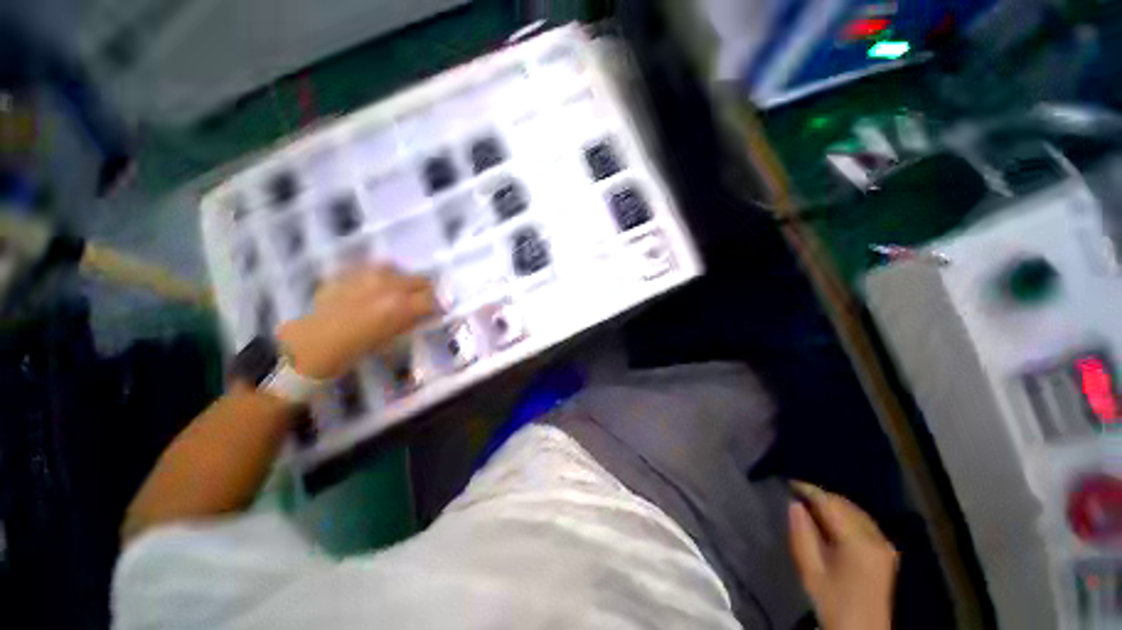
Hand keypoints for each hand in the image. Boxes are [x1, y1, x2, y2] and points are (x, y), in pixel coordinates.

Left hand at [276, 265, 435, 378]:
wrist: (309, 346)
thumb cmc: (354, 351)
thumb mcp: (391, 340)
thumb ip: (411, 322)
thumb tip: (426, 314)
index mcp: (400, 306)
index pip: (433, 299)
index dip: (437, 305)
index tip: (436, 311)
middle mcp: (387, 285)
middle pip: (419, 279)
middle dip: (424, 291)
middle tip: (420, 302)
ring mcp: (365, 275)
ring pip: (396, 269)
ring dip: (401, 279)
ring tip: (395, 292)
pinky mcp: (347, 273)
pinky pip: (370, 268)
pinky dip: (378, 276)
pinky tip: (372, 288)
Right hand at [789, 481, 898, 629]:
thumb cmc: (832, 602)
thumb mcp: (810, 570)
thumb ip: (802, 534)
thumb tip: (795, 504)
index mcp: (859, 542)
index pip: (831, 504)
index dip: (809, 490)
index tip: (789, 483)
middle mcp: (876, 537)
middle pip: (846, 504)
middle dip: (821, 496)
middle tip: (797, 495)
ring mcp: (885, 544)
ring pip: (856, 511)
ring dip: (833, 505)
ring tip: (811, 506)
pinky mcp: (887, 551)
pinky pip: (864, 521)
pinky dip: (846, 515)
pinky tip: (831, 521)